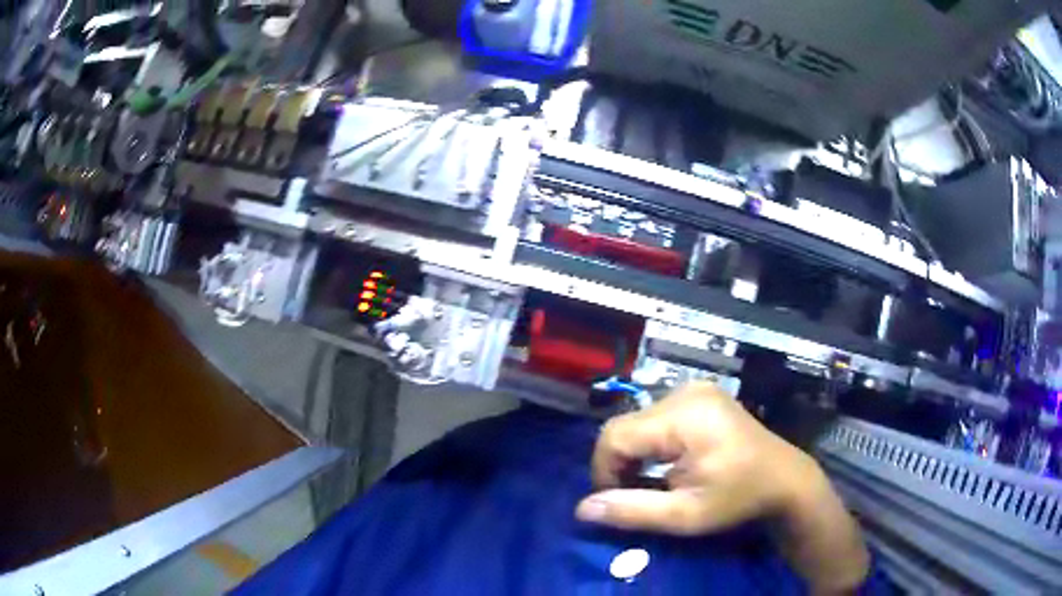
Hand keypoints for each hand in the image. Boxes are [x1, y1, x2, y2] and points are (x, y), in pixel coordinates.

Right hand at [575, 382, 869, 593]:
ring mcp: (695, 390)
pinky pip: (657, 417)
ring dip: (635, 454)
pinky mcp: (701, 395)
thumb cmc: (738, 499)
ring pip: (639, 422)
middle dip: (621, 464)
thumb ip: (632, 511)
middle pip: (625, 427)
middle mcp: (685, 392)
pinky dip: (652, 444)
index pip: (614, 436)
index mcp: (683, 415)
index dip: (604, 472)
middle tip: (637, 496)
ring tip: (653, 482)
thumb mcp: (685, 515)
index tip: (618, 502)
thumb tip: (582, 509)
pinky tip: (668, 464)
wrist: (785, 479)